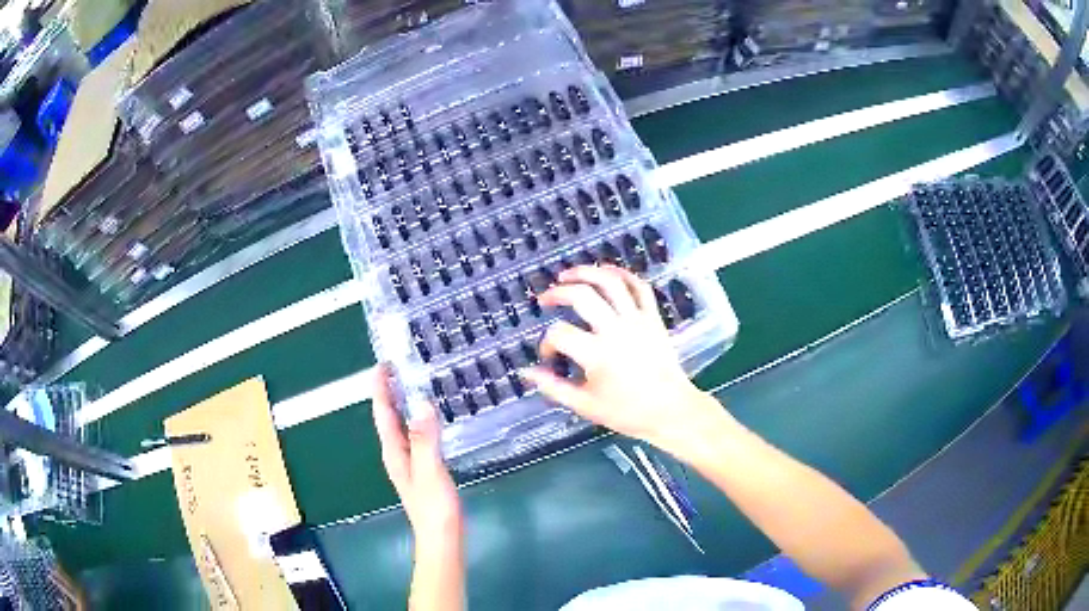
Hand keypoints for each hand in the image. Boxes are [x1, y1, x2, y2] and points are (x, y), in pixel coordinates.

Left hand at [372, 366, 462, 549]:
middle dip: (389, 392)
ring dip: (402, 404)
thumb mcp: (430, 472)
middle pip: (388, 417)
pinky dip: (417, 420)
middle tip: (400, 367)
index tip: (383, 364)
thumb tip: (421, 403)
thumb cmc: (434, 508)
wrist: (442, 538)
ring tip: (412, 383)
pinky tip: (429, 418)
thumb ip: (425, 439)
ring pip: (400, 426)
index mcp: (394, 452)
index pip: (383, 413)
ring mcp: (408, 462)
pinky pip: (414, 435)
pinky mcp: (421, 468)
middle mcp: (396, 454)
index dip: (381, 388)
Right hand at [520, 266, 732, 455]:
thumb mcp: (585, 406)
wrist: (671, 410)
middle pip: (582, 296)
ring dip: (586, 272)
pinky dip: (622, 273)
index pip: (560, 334)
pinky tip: (606, 271)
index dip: (546, 343)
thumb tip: (526, 372)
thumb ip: (553, 387)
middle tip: (545, 299)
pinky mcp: (653, 318)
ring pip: (610, 282)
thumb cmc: (627, 412)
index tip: (549, 356)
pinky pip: (640, 286)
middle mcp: (616, 331)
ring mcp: (637, 320)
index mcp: (597, 355)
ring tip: (567, 275)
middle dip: (558, 293)